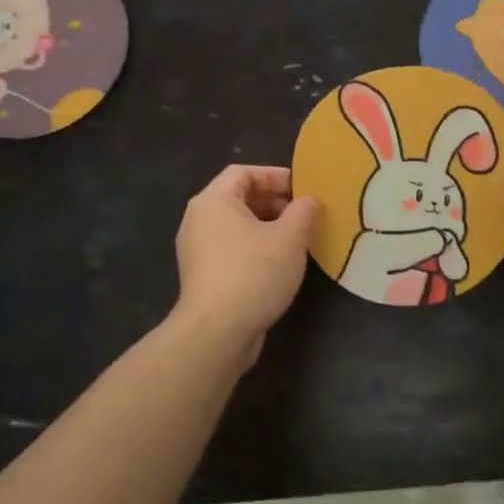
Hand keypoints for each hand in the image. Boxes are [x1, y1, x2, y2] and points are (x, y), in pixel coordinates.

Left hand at [174, 165, 317, 354]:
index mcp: (213, 201)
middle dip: (274, 202)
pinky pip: (232, 248)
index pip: (243, 172)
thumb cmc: (254, 272)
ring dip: (267, 227)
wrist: (217, 331)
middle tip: (304, 214)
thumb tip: (306, 201)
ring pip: (236, 226)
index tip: (303, 188)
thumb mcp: (290, 237)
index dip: (275, 175)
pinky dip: (255, 247)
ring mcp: (197, 249)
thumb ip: (303, 211)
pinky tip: (279, 264)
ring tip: (297, 239)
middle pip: (238, 197)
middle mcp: (198, 220)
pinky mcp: (202, 275)